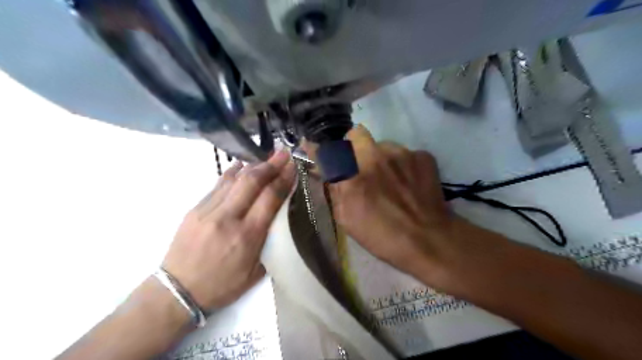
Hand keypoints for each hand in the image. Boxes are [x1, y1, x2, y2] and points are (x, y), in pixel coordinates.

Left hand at [163, 151, 296, 310]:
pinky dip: (232, 173)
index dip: (283, 179)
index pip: (269, 198)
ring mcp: (208, 211)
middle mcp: (228, 218)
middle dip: (270, 165)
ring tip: (266, 157)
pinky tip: (240, 166)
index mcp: (247, 236)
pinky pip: (217, 185)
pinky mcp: (194, 209)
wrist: (177, 292)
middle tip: (283, 154)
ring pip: (234, 179)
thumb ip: (269, 243)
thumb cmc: (222, 285)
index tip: (293, 166)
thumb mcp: (255, 273)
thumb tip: (278, 217)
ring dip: (253, 165)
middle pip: (252, 181)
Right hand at [308, 128, 453, 282]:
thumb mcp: (347, 219)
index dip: (320, 148)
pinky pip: (404, 153)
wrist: (430, 241)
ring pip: (382, 143)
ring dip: (380, 157)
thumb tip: (323, 169)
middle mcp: (374, 157)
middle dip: (353, 146)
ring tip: (390, 179)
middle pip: (356, 133)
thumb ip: (333, 189)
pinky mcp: (422, 156)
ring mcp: (401, 154)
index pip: (328, 149)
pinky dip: (402, 164)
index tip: (320, 152)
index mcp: (352, 177)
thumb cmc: (382, 236)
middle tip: (360, 166)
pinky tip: (408, 182)